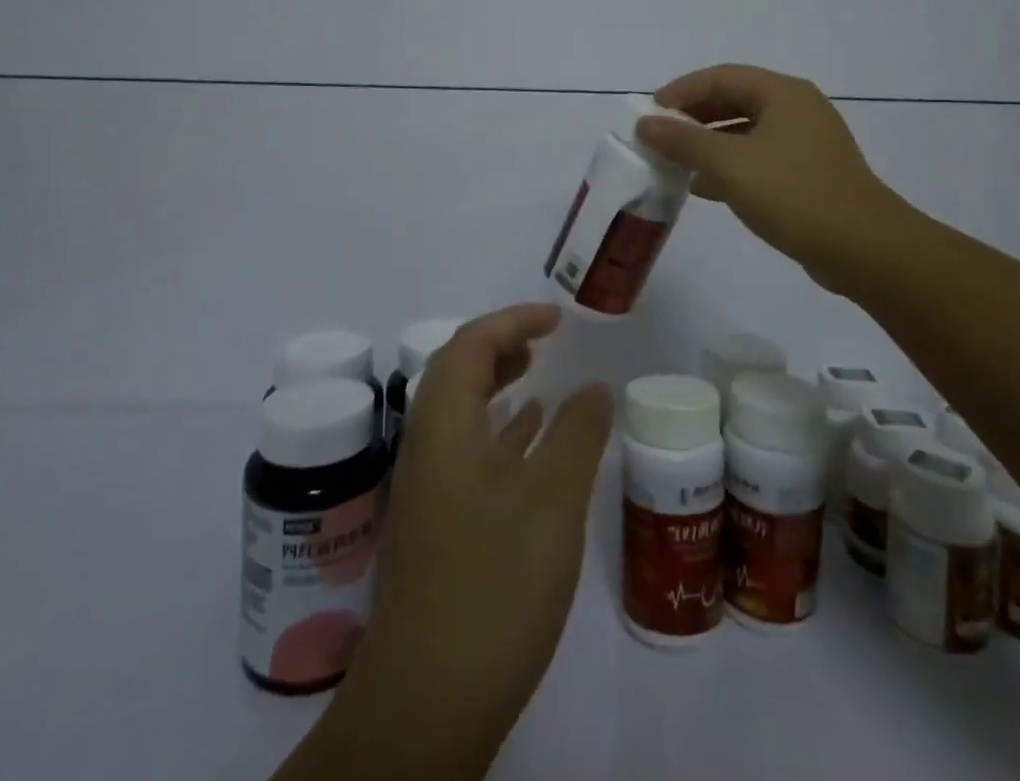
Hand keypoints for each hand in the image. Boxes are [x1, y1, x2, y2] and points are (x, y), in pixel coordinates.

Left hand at [330, 305, 612, 777]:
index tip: (556, 318)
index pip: (470, 345)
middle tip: (544, 341)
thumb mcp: (553, 498)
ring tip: (537, 376)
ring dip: (496, 386)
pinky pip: (468, 452)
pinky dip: (499, 432)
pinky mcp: (439, 527)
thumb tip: (593, 387)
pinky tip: (529, 443)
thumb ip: (577, 433)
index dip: (512, 321)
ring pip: (461, 414)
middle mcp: (427, 447)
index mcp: (442, 425)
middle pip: (456, 373)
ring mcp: (429, 490)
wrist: (429, 702)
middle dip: (500, 346)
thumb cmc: (494, 582)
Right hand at [635, 63, 921, 291]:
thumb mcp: (731, 165)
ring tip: (675, 163)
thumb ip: (684, 141)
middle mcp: (797, 109)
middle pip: (734, 100)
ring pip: (746, 131)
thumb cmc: (795, 195)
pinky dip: (730, 166)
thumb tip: (645, 123)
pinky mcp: (809, 173)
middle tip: (660, 137)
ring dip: (709, 143)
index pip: (721, 76)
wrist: (864, 249)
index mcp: (783, 94)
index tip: (649, 113)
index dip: (681, 91)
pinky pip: (759, 158)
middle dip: (694, 117)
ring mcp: (806, 142)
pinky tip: (705, 188)